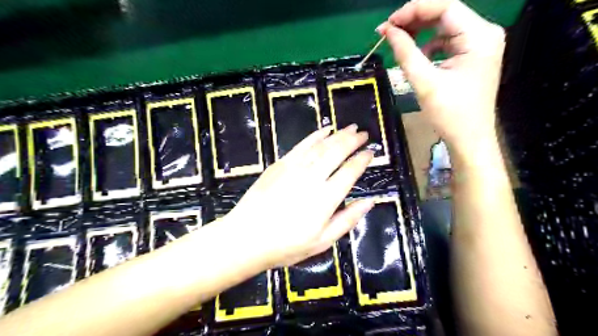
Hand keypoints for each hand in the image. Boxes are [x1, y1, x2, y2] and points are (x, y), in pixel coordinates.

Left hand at [224, 125, 372, 266]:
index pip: (350, 171)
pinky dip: (315, 135)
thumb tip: (370, 202)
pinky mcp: (280, 164)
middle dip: (353, 140)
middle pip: (337, 152)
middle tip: (363, 133)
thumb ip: (348, 220)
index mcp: (326, 198)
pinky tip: (324, 130)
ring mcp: (295, 168)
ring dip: (337, 135)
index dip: (362, 160)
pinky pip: (301, 145)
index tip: (371, 152)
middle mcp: (313, 177)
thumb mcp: (322, 241)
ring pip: (321, 145)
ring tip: (349, 128)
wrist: (246, 238)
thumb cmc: (286, 245)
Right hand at [378, 0, 503, 156]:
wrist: (469, 138)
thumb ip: (405, 52)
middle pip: (446, 14)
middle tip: (388, 31)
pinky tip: (417, 56)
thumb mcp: (424, 81)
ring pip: (445, 27)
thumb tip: (388, 31)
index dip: (413, 10)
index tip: (388, 24)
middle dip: (415, 20)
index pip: (445, 6)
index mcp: (479, 36)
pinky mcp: (473, 55)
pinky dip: (429, 45)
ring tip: (399, 42)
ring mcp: (480, 44)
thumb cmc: (450, 113)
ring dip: (420, 32)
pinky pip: (447, 41)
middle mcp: (484, 33)